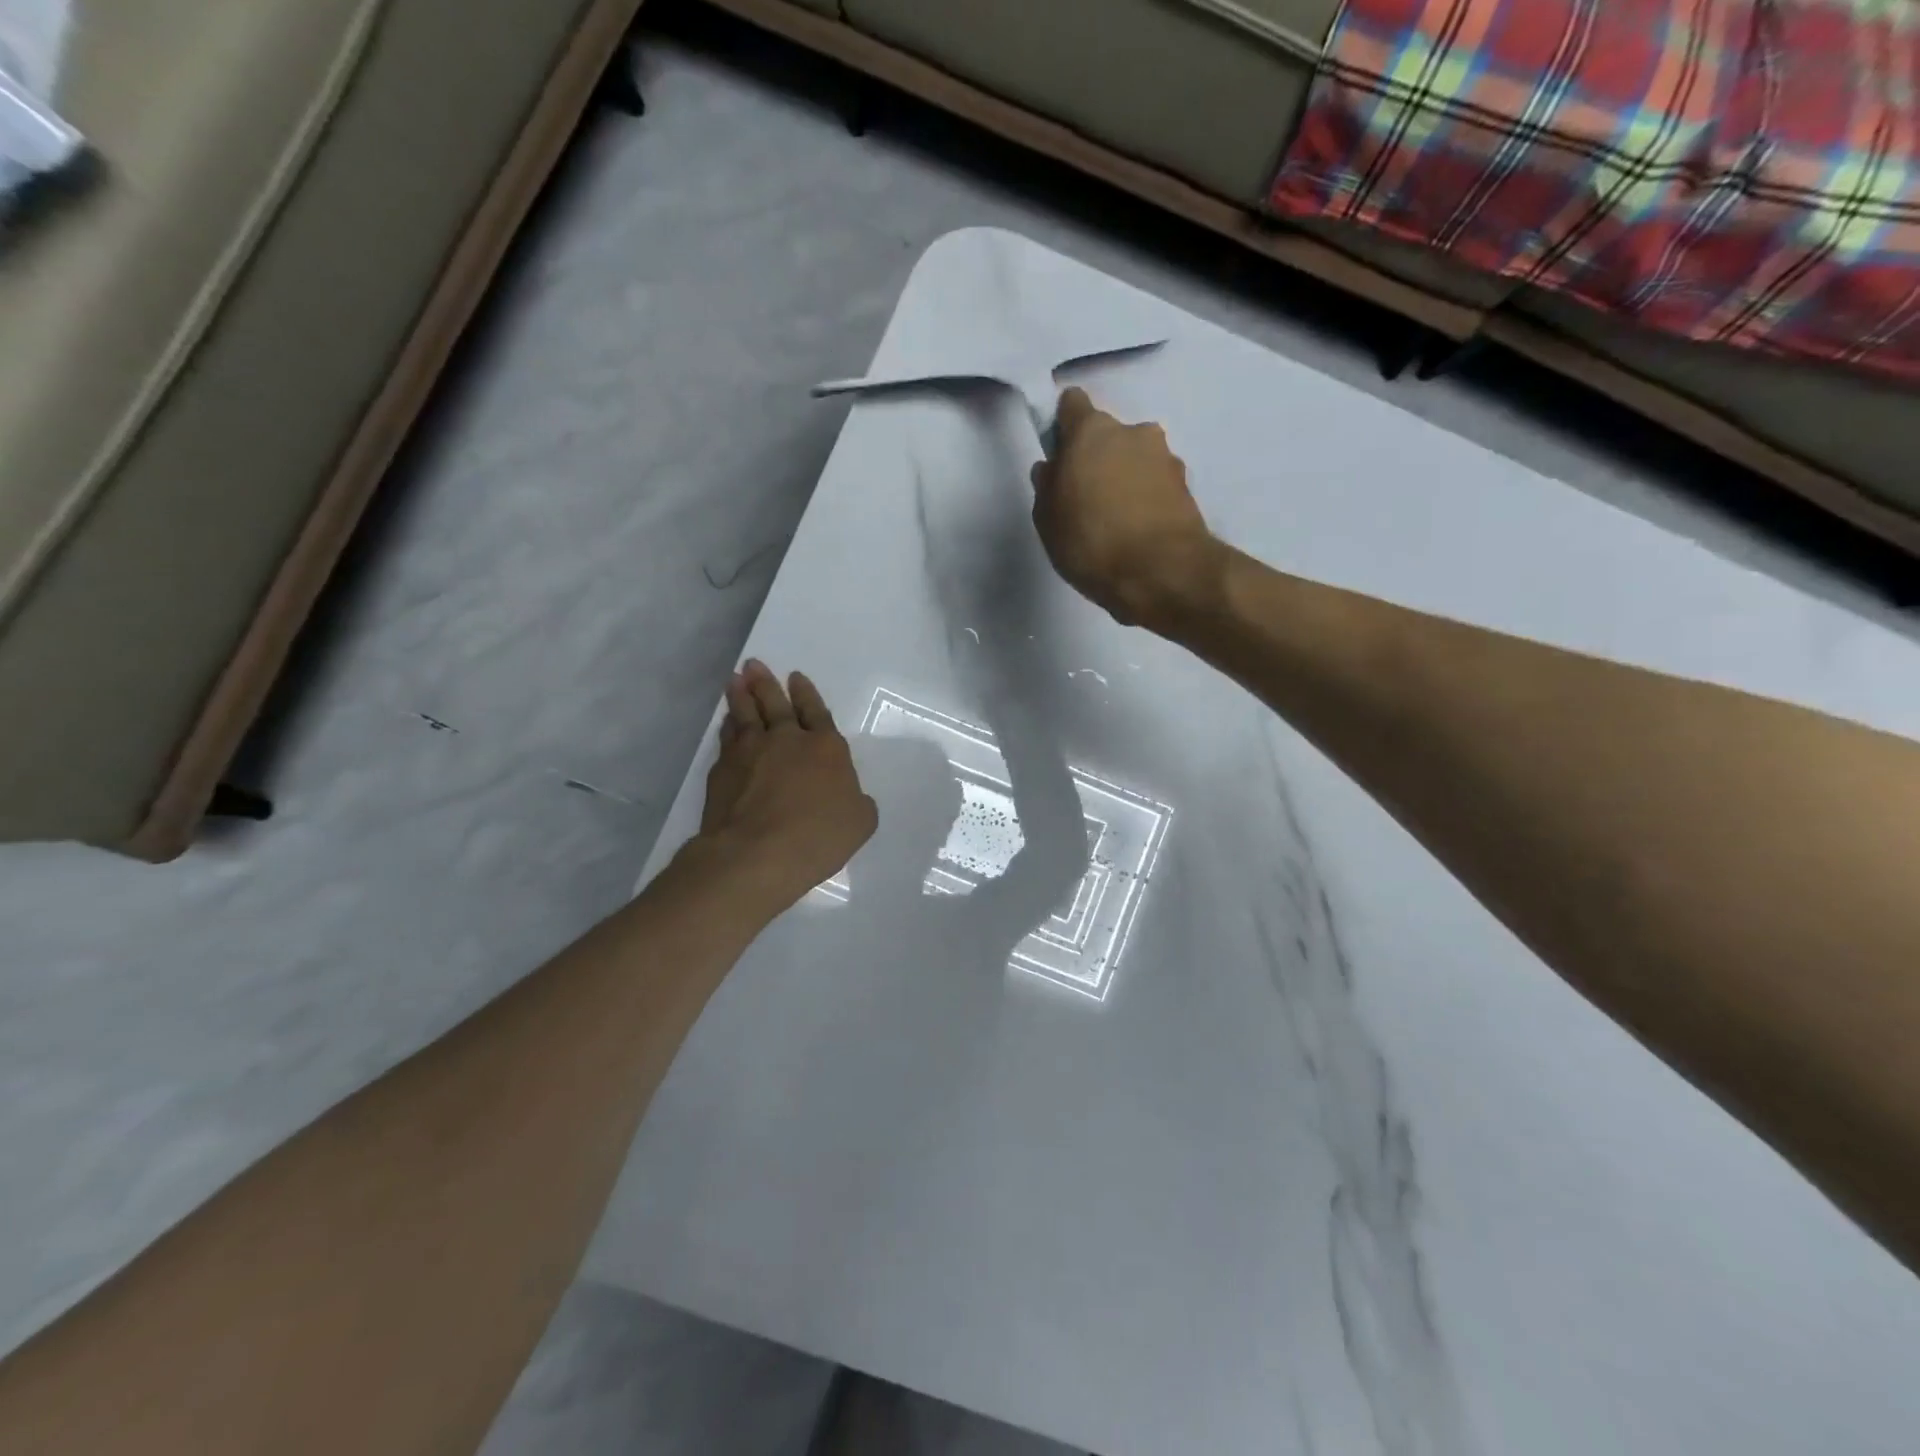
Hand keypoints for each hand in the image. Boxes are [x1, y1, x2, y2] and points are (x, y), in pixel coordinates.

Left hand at [691, 661, 877, 913]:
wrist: (757, 853)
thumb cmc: (819, 837)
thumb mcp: (860, 822)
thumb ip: (858, 801)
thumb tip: (851, 795)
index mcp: (826, 748)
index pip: (816, 712)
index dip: (807, 694)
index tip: (796, 677)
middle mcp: (787, 740)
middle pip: (777, 704)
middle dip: (767, 683)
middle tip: (754, 664)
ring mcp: (751, 751)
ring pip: (746, 714)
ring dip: (742, 694)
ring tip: (736, 680)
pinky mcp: (723, 769)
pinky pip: (727, 737)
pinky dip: (728, 725)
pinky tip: (726, 721)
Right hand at [1030, 387, 1221, 628]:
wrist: (1162, 572)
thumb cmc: (1091, 541)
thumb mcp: (1048, 520)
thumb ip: (1047, 485)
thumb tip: (1053, 468)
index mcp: (1092, 431)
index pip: (1073, 404)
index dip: (1063, 426)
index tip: (1060, 455)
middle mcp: (1134, 432)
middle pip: (1108, 436)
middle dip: (1098, 458)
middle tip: (1087, 498)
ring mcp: (1166, 458)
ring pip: (1136, 459)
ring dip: (1125, 478)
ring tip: (1116, 521)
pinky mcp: (1188, 487)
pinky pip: (1156, 485)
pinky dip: (1146, 499)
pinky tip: (1137, 532)